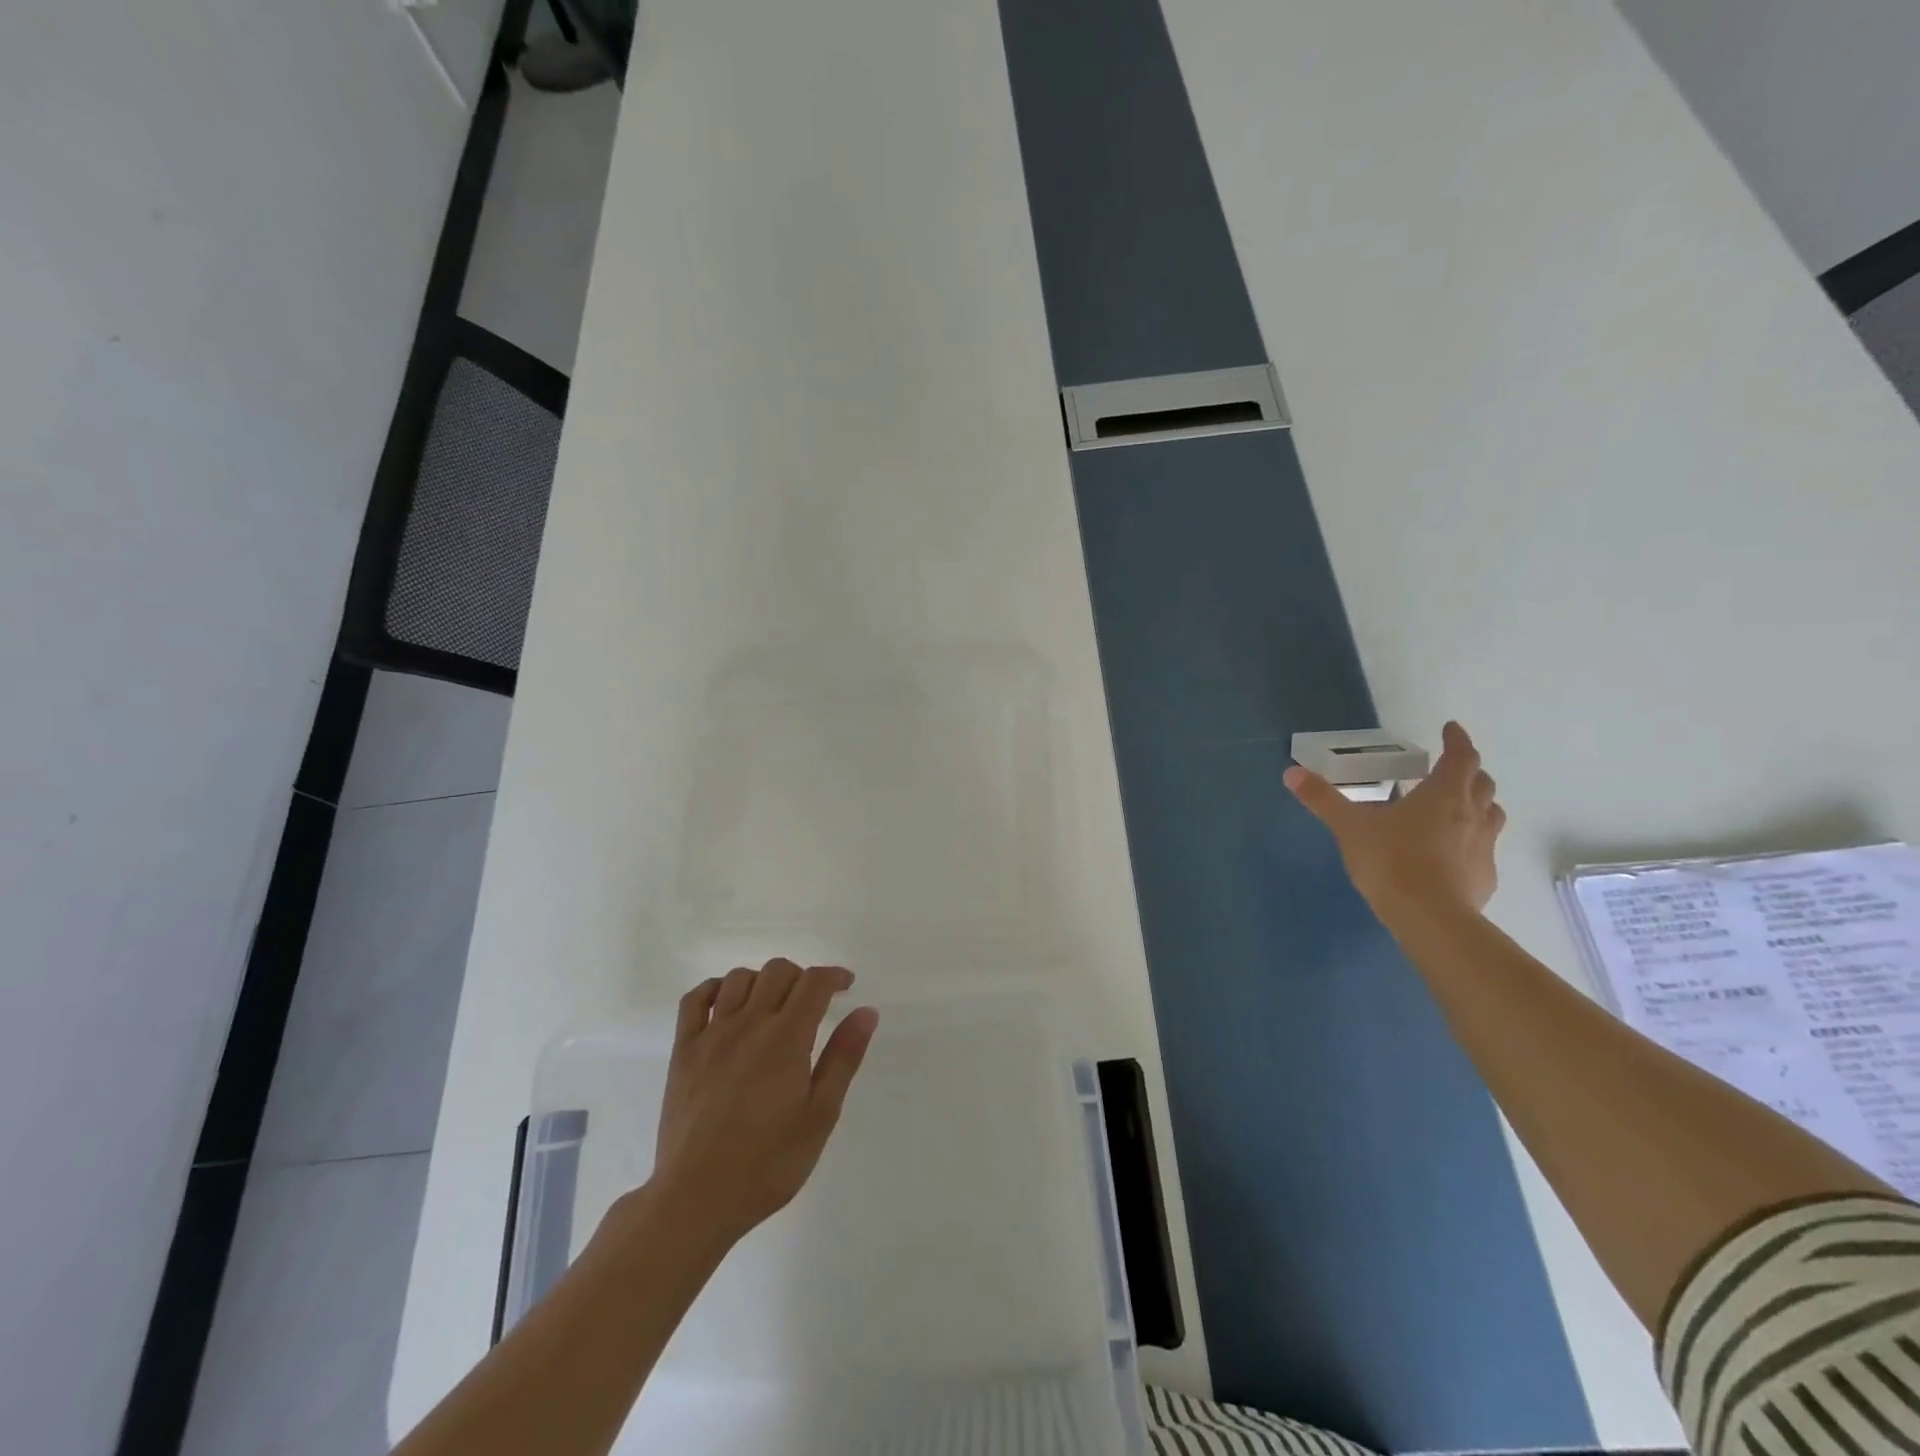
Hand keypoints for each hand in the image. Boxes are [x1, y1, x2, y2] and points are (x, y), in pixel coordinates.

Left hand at [645, 959, 877, 1245]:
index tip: (846, 986)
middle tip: (812, 1004)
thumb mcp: (820, 1115)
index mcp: (787, 1038)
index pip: (814, 982)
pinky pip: (694, 999)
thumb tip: (865, 1012)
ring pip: (739, 978)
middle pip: (778, 971)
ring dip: (762, 981)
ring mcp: (711, 1035)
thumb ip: (843, 1058)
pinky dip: (715, 989)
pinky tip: (727, 1005)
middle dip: (802, 977)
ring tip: (773, 1006)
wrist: (696, 1199)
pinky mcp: (683, 1051)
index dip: (834, 976)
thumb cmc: (768, 1163)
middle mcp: (749, 1023)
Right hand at [1284, 721, 1504, 916]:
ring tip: (1456, 808)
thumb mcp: (1349, 826)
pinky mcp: (1486, 877)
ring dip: (1478, 804)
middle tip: (1449, 770)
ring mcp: (1484, 847)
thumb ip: (1322, 799)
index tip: (1451, 728)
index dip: (1458, 740)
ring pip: (1492, 815)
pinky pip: (1484, 849)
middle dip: (1469, 771)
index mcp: (1443, 794)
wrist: (1431, 918)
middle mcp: (1472, 814)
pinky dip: (1472, 841)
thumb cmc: (1392, 861)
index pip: (1461, 757)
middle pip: (1482, 783)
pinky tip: (1451, 854)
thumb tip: (1291, 772)